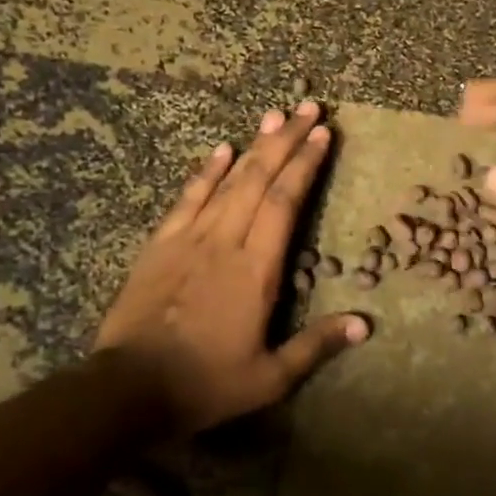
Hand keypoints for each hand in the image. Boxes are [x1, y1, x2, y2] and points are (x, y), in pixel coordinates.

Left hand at [94, 100, 369, 434]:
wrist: (129, 387)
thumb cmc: (205, 383)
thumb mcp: (269, 377)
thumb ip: (316, 345)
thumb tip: (365, 323)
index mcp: (257, 269)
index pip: (287, 202)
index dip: (306, 165)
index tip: (323, 134)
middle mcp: (226, 241)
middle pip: (261, 179)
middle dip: (287, 141)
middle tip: (308, 108)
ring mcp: (190, 238)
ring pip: (228, 181)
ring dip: (254, 146)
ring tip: (274, 116)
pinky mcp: (161, 244)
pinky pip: (188, 198)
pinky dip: (207, 171)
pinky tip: (222, 149)